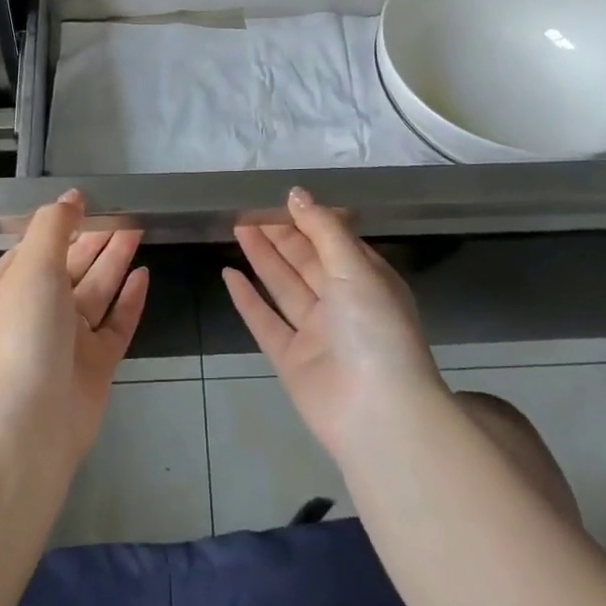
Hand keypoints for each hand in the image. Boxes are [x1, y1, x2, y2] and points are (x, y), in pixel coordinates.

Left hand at [0, 191, 148, 463]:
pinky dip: (129, 300)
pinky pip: (116, 324)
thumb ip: (53, 227)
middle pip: (73, 265)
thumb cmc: (23, 336)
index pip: (41, 245)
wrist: (26, 428)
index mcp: (13, 286)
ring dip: (116, 260)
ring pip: (97, 290)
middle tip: (128, 210)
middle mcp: (40, 309)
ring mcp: (69, 339)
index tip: (95, 200)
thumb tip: (72, 197)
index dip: (66, 223)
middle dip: (97, 238)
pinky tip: (144, 275)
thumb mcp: (32, 268)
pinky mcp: (96, 364)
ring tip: (140, 229)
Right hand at [224, 188, 445, 461]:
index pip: (336, 241)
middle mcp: (343, 304)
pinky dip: (247, 299)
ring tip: (237, 228)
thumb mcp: (356, 268)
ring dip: (262, 258)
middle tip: (248, 209)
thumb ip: (324, 229)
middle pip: (306, 262)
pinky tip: (229, 275)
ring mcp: (316, 333)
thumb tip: (296, 193)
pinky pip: (265, 322)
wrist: (376, 413)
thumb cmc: (374, 329)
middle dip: (280, 235)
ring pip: (284, 287)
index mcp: (368, 281)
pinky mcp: (291, 359)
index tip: (280, 199)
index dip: (309, 220)